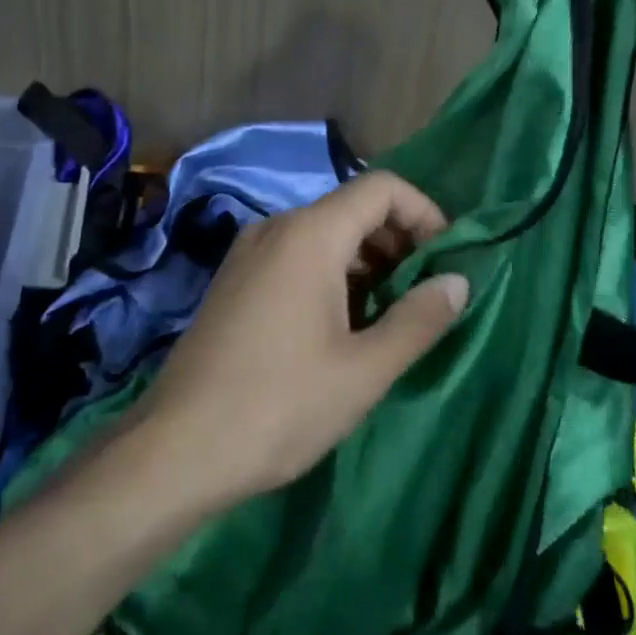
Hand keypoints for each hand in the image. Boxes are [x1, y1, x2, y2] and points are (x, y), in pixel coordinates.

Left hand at [134, 173, 468, 508]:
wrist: (177, 447)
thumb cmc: (280, 405)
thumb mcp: (363, 370)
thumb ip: (418, 319)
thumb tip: (458, 281)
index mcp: (309, 233)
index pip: (381, 187)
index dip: (424, 212)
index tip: (446, 259)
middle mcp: (277, 226)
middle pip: (352, 208)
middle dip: (398, 241)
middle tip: (424, 294)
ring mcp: (249, 251)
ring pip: (324, 234)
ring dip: (366, 262)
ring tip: (389, 316)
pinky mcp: (235, 279)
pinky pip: (295, 255)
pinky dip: (331, 273)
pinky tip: (341, 325)